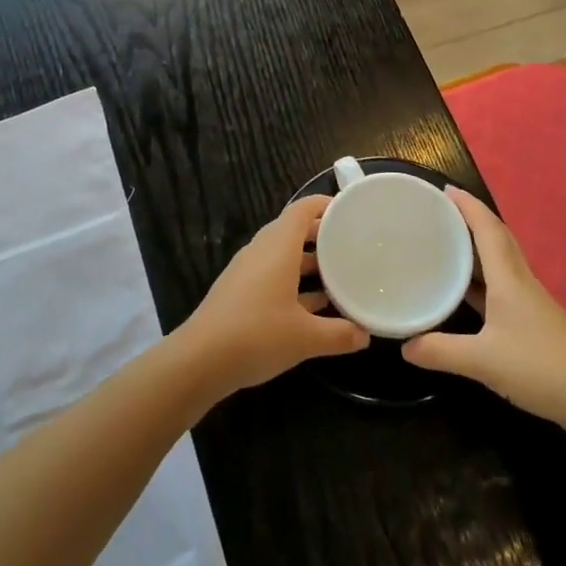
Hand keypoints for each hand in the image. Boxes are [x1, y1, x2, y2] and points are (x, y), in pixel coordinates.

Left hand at [176, 196, 369, 399]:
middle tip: (350, 245)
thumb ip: (339, 334)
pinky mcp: (238, 291)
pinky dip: (293, 282)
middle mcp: (262, 250)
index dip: (325, 205)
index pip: (303, 209)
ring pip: (283, 255)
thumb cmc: (257, 335)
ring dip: (308, 262)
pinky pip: (272, 274)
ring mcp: (247, 270)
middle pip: (293, 230)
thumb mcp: (306, 337)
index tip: (350, 212)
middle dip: (322, 236)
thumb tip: (365, 335)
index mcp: (279, 246)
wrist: (200, 361)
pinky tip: (312, 308)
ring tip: (338, 275)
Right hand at [402, 187, 565, 433]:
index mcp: (508, 278)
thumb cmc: (538, 367)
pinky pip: (501, 281)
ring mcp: (528, 299)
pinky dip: (481, 275)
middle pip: (496, 237)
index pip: (487, 229)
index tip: (445, 188)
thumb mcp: (482, 362)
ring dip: (476, 245)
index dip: (468, 206)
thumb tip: (404, 346)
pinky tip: (465, 288)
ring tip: (446, 241)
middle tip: (440, 210)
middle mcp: (519, 280)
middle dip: (471, 218)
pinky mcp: (531, 318)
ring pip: (500, 259)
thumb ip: (441, 351)